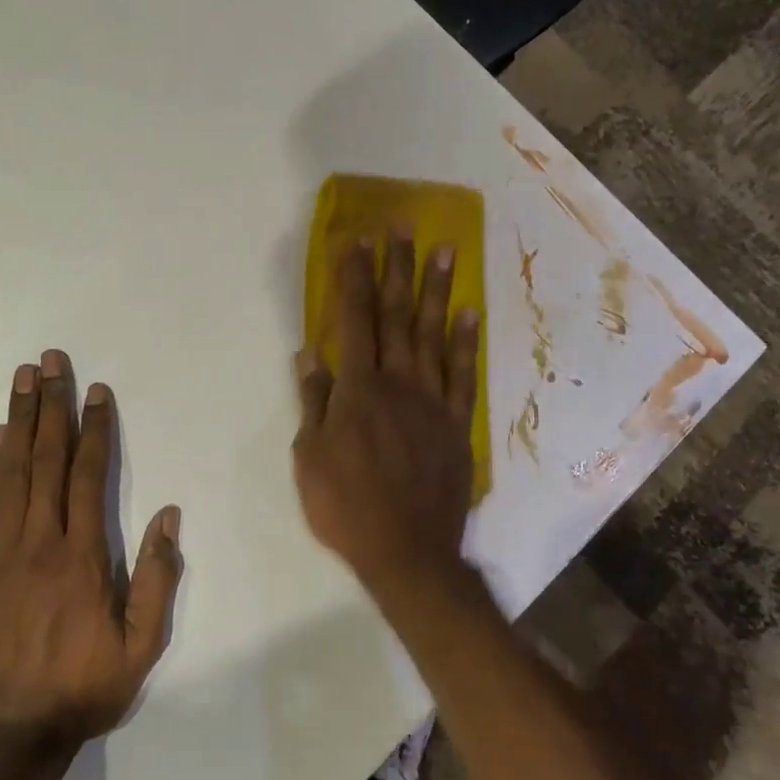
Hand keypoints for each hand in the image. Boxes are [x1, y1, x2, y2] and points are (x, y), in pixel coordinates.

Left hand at [0, 350, 182, 748]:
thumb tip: (167, 514)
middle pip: (47, 459)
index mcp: (82, 555)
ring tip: (22, 381)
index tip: (96, 390)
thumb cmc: (83, 688)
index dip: (94, 427)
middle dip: (51, 405)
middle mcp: (39, 541)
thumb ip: (158, 576)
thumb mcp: (141, 644)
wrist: (8, 737)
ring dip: (18, 422)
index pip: (89, 475)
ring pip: (10, 473)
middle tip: (49, 361)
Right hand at [292, 230, 481, 594]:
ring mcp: (433, 401)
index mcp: (358, 390)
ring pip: (435, 335)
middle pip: (397, 316)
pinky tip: (470, 312)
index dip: (353, 279)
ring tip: (446, 250)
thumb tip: (310, 354)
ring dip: (438, 291)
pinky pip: (464, 374)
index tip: (356, 242)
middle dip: (398, 268)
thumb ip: (313, 402)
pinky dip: (467, 342)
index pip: (354, 321)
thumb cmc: (347, 507)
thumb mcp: (309, 458)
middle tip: (404, 226)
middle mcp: (398, 383)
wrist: (409, 552)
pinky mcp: (457, 423)